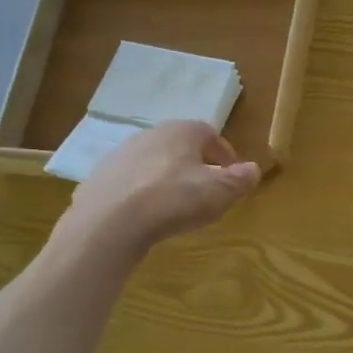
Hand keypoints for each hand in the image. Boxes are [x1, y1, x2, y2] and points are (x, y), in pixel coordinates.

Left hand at [61, 121, 260, 254]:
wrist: (109, 221)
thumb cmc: (173, 199)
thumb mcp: (219, 192)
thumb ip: (240, 180)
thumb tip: (253, 169)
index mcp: (182, 131)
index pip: (210, 134)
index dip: (225, 155)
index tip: (233, 177)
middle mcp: (150, 134)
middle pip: (180, 147)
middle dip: (195, 166)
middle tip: (206, 192)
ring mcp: (120, 155)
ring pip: (153, 163)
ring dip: (167, 179)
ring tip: (175, 207)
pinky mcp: (99, 178)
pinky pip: (130, 183)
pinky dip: (141, 194)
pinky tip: (145, 216)